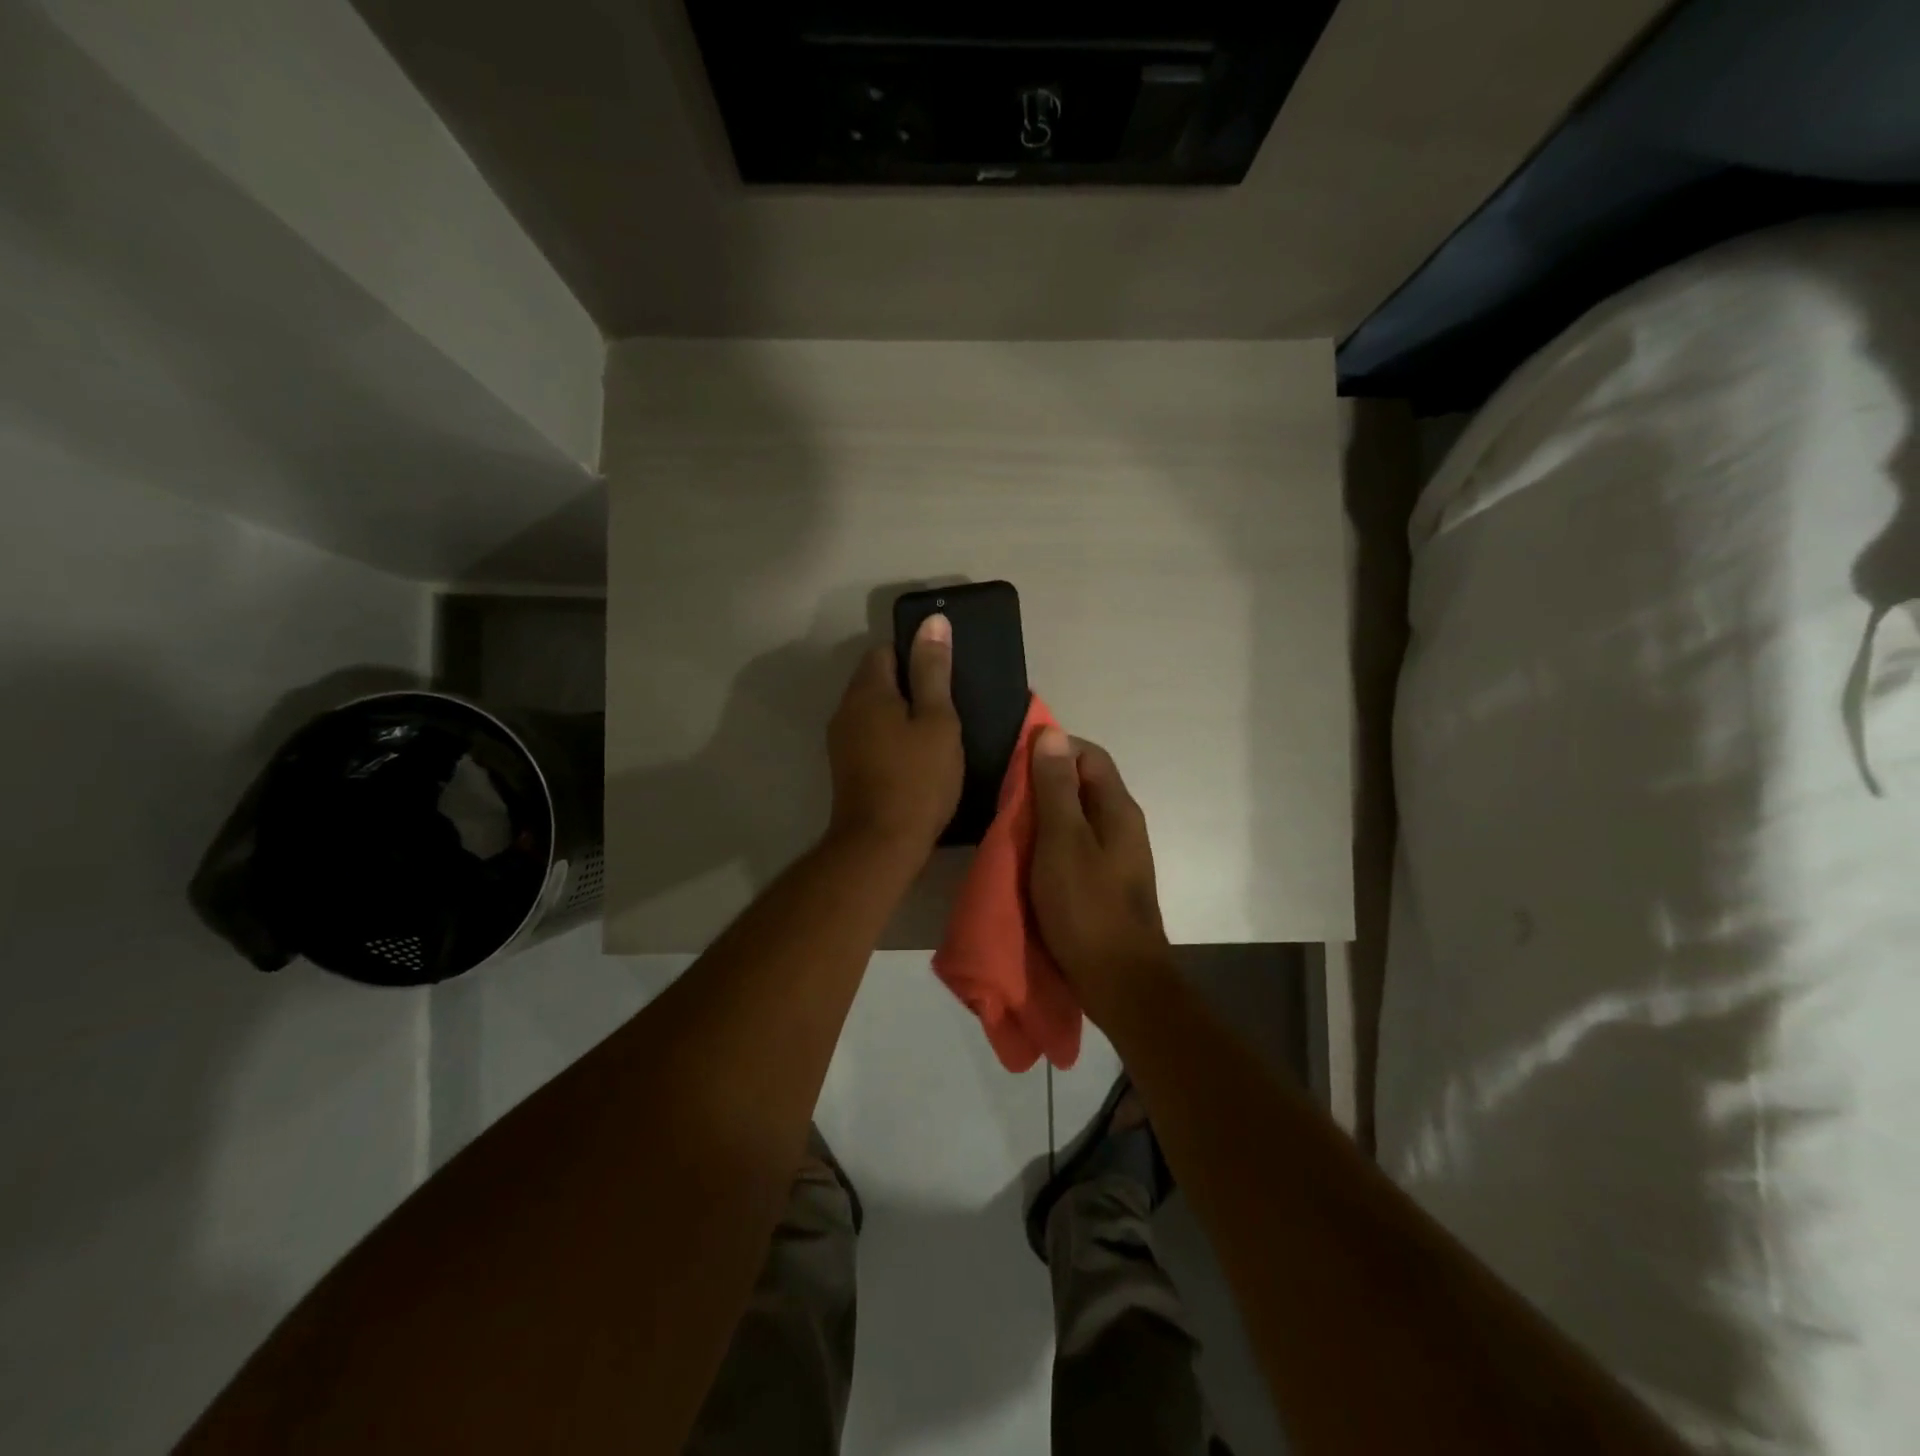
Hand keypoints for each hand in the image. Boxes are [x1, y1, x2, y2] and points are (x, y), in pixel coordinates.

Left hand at [825, 614, 962, 858]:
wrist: (881, 844)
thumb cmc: (917, 778)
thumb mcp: (937, 720)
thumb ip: (934, 670)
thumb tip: (933, 621)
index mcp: (867, 691)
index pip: (886, 650)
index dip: (916, 654)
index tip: (945, 673)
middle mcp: (845, 709)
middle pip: (877, 679)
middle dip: (910, 684)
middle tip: (948, 703)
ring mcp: (841, 740)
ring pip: (874, 710)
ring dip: (901, 712)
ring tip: (937, 730)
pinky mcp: (846, 767)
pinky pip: (871, 734)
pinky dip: (892, 736)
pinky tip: (916, 755)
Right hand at [1028, 729, 1172, 1024]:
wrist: (1119, 981)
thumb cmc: (1087, 907)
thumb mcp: (1063, 841)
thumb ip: (1056, 788)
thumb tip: (1051, 732)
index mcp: (1118, 808)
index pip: (1088, 754)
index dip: (1053, 748)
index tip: (1015, 760)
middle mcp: (1123, 825)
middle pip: (1084, 784)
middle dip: (1045, 782)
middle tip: (1005, 794)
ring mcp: (1117, 856)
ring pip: (1078, 817)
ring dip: (1046, 814)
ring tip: (1010, 823)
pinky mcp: (1106, 882)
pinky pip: (1076, 846)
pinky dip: (1052, 843)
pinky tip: (1028, 858)